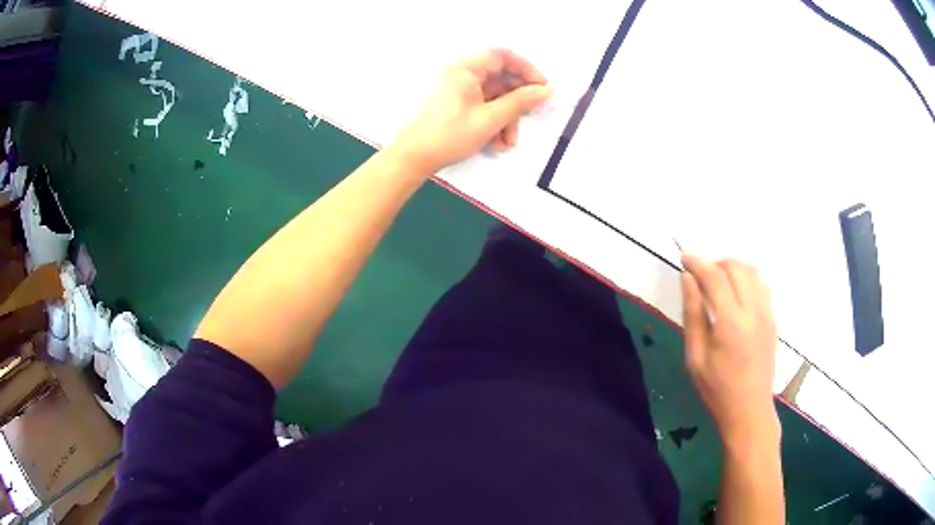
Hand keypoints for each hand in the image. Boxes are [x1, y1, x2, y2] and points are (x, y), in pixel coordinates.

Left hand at [392, 49, 552, 172]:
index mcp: (466, 70)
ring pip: (494, 96)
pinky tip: (497, 143)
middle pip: (500, 78)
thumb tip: (545, 90)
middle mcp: (462, 75)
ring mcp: (459, 91)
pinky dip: (494, 123)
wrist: (414, 158)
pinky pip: (483, 107)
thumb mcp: (490, 119)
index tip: (542, 86)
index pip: (502, 56)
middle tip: (532, 116)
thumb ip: (520, 102)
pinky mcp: (457, 106)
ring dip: (507, 118)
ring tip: (509, 142)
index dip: (526, 68)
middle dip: (517, 101)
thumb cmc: (450, 135)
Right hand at [681, 255, 779, 448]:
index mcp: (731, 322)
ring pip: (752, 271)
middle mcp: (753, 310)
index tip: (684, 258)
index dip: (698, 263)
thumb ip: (693, 313)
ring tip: (717, 281)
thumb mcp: (695, 356)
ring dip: (732, 268)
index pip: (715, 277)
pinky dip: (746, 278)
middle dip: (716, 263)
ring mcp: (767, 312)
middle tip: (700, 275)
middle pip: (736, 267)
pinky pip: (761, 284)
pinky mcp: (772, 318)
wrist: (749, 409)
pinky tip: (735, 293)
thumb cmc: (716, 388)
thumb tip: (688, 279)